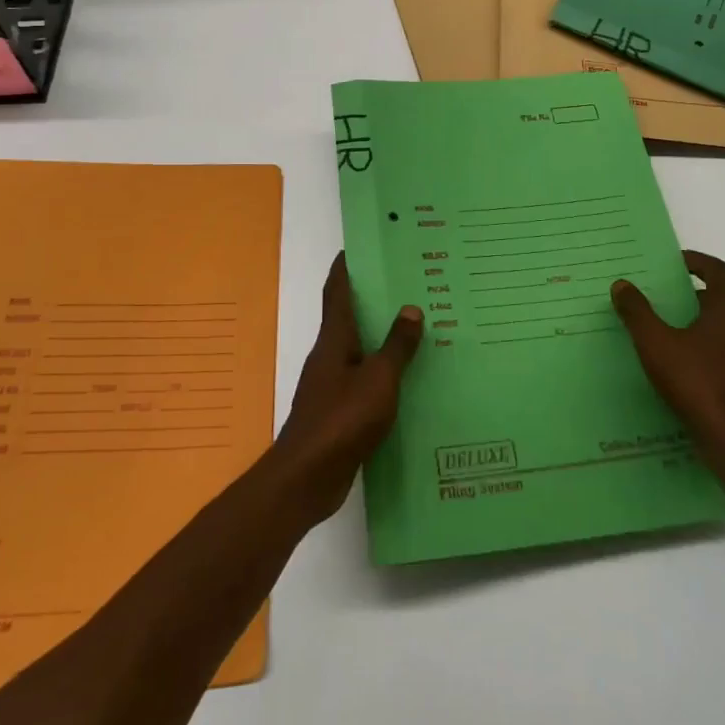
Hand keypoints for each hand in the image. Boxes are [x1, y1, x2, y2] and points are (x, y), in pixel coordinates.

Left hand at [272, 254, 423, 523]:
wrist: (307, 478)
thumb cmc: (342, 419)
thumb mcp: (379, 379)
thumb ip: (396, 346)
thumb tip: (410, 308)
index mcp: (335, 340)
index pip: (338, 292)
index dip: (345, 268)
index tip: (359, 247)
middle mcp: (330, 356)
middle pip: (349, 318)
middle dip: (372, 300)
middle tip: (406, 285)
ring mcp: (332, 386)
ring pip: (359, 351)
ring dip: (381, 338)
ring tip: (416, 329)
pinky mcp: (338, 413)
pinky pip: (364, 381)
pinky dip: (383, 373)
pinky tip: (407, 381)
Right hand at [612, 251, 724, 442]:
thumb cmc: (697, 383)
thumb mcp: (655, 344)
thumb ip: (637, 312)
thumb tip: (621, 284)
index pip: (718, 271)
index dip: (696, 263)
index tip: (676, 263)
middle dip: (701, 295)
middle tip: (672, 301)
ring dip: (714, 323)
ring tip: (684, 334)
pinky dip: (723, 349)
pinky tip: (700, 366)